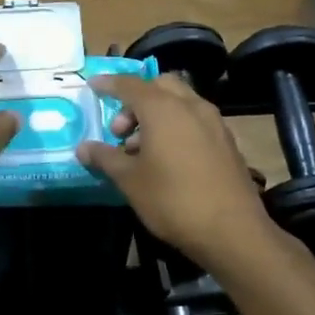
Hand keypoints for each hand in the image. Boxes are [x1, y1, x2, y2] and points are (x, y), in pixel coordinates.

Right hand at [76, 73, 268, 264]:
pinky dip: (176, 125)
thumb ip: (105, 158)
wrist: (232, 230)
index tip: (92, 86)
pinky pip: (195, 119)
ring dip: (156, 114)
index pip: (129, 84)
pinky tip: (167, 158)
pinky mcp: (226, 141)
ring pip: (180, 102)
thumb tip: (83, 148)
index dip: (108, 84)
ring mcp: (213, 122)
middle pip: (159, 86)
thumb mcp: (130, 181)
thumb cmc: (173, 200)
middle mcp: (191, 106)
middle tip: (120, 131)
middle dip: (135, 99)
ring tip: (140, 149)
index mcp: (163, 109)